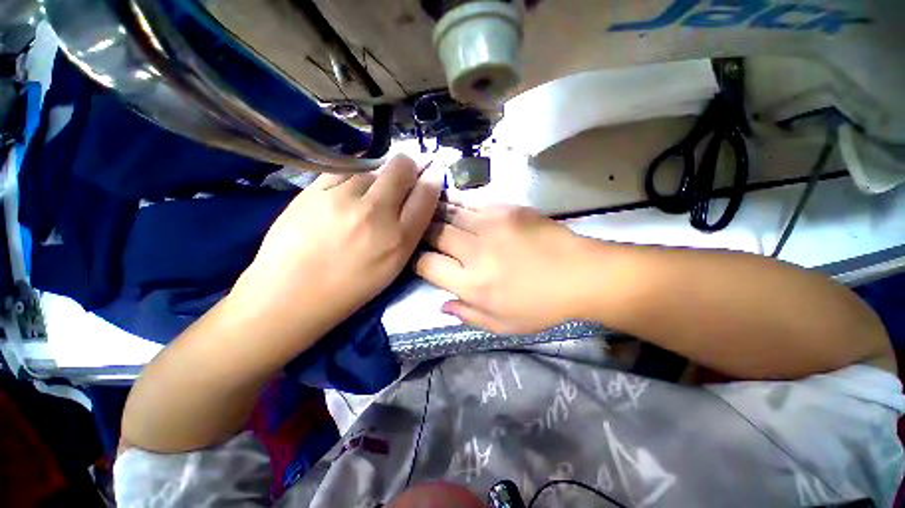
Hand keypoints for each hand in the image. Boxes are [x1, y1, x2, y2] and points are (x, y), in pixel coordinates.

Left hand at [232, 155, 441, 341]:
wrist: (291, 294)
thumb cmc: (350, 287)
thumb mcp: (393, 266)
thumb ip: (410, 231)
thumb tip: (416, 199)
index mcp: (399, 239)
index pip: (426, 194)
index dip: (433, 178)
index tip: (433, 172)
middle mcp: (376, 213)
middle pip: (402, 167)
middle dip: (409, 165)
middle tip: (404, 172)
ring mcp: (342, 198)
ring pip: (372, 167)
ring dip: (378, 175)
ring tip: (369, 192)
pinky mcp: (313, 191)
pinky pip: (343, 170)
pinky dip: (352, 176)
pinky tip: (348, 189)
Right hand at [416, 203, 587, 333]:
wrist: (581, 275)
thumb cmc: (542, 306)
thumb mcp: (503, 325)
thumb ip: (467, 315)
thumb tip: (441, 305)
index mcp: (472, 284)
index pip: (428, 265)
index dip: (417, 260)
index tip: (420, 259)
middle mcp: (475, 252)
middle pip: (434, 234)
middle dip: (423, 233)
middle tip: (422, 233)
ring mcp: (491, 226)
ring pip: (449, 213)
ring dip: (437, 214)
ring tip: (430, 213)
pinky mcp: (507, 209)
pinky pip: (472, 202)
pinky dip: (458, 203)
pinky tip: (454, 203)